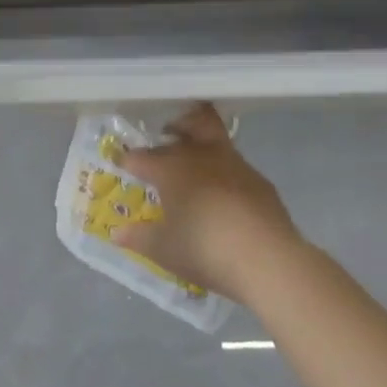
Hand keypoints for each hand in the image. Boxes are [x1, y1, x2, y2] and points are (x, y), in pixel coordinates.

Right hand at [111, 103, 306, 301]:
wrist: (268, 260)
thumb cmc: (205, 249)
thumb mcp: (164, 250)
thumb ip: (139, 238)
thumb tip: (117, 233)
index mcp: (170, 168)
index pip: (141, 157)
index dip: (128, 161)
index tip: (121, 165)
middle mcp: (201, 156)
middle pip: (187, 126)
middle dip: (174, 127)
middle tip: (166, 137)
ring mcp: (235, 165)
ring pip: (215, 139)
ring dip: (202, 145)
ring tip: (195, 167)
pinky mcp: (260, 182)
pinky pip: (236, 167)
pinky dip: (225, 174)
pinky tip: (224, 197)